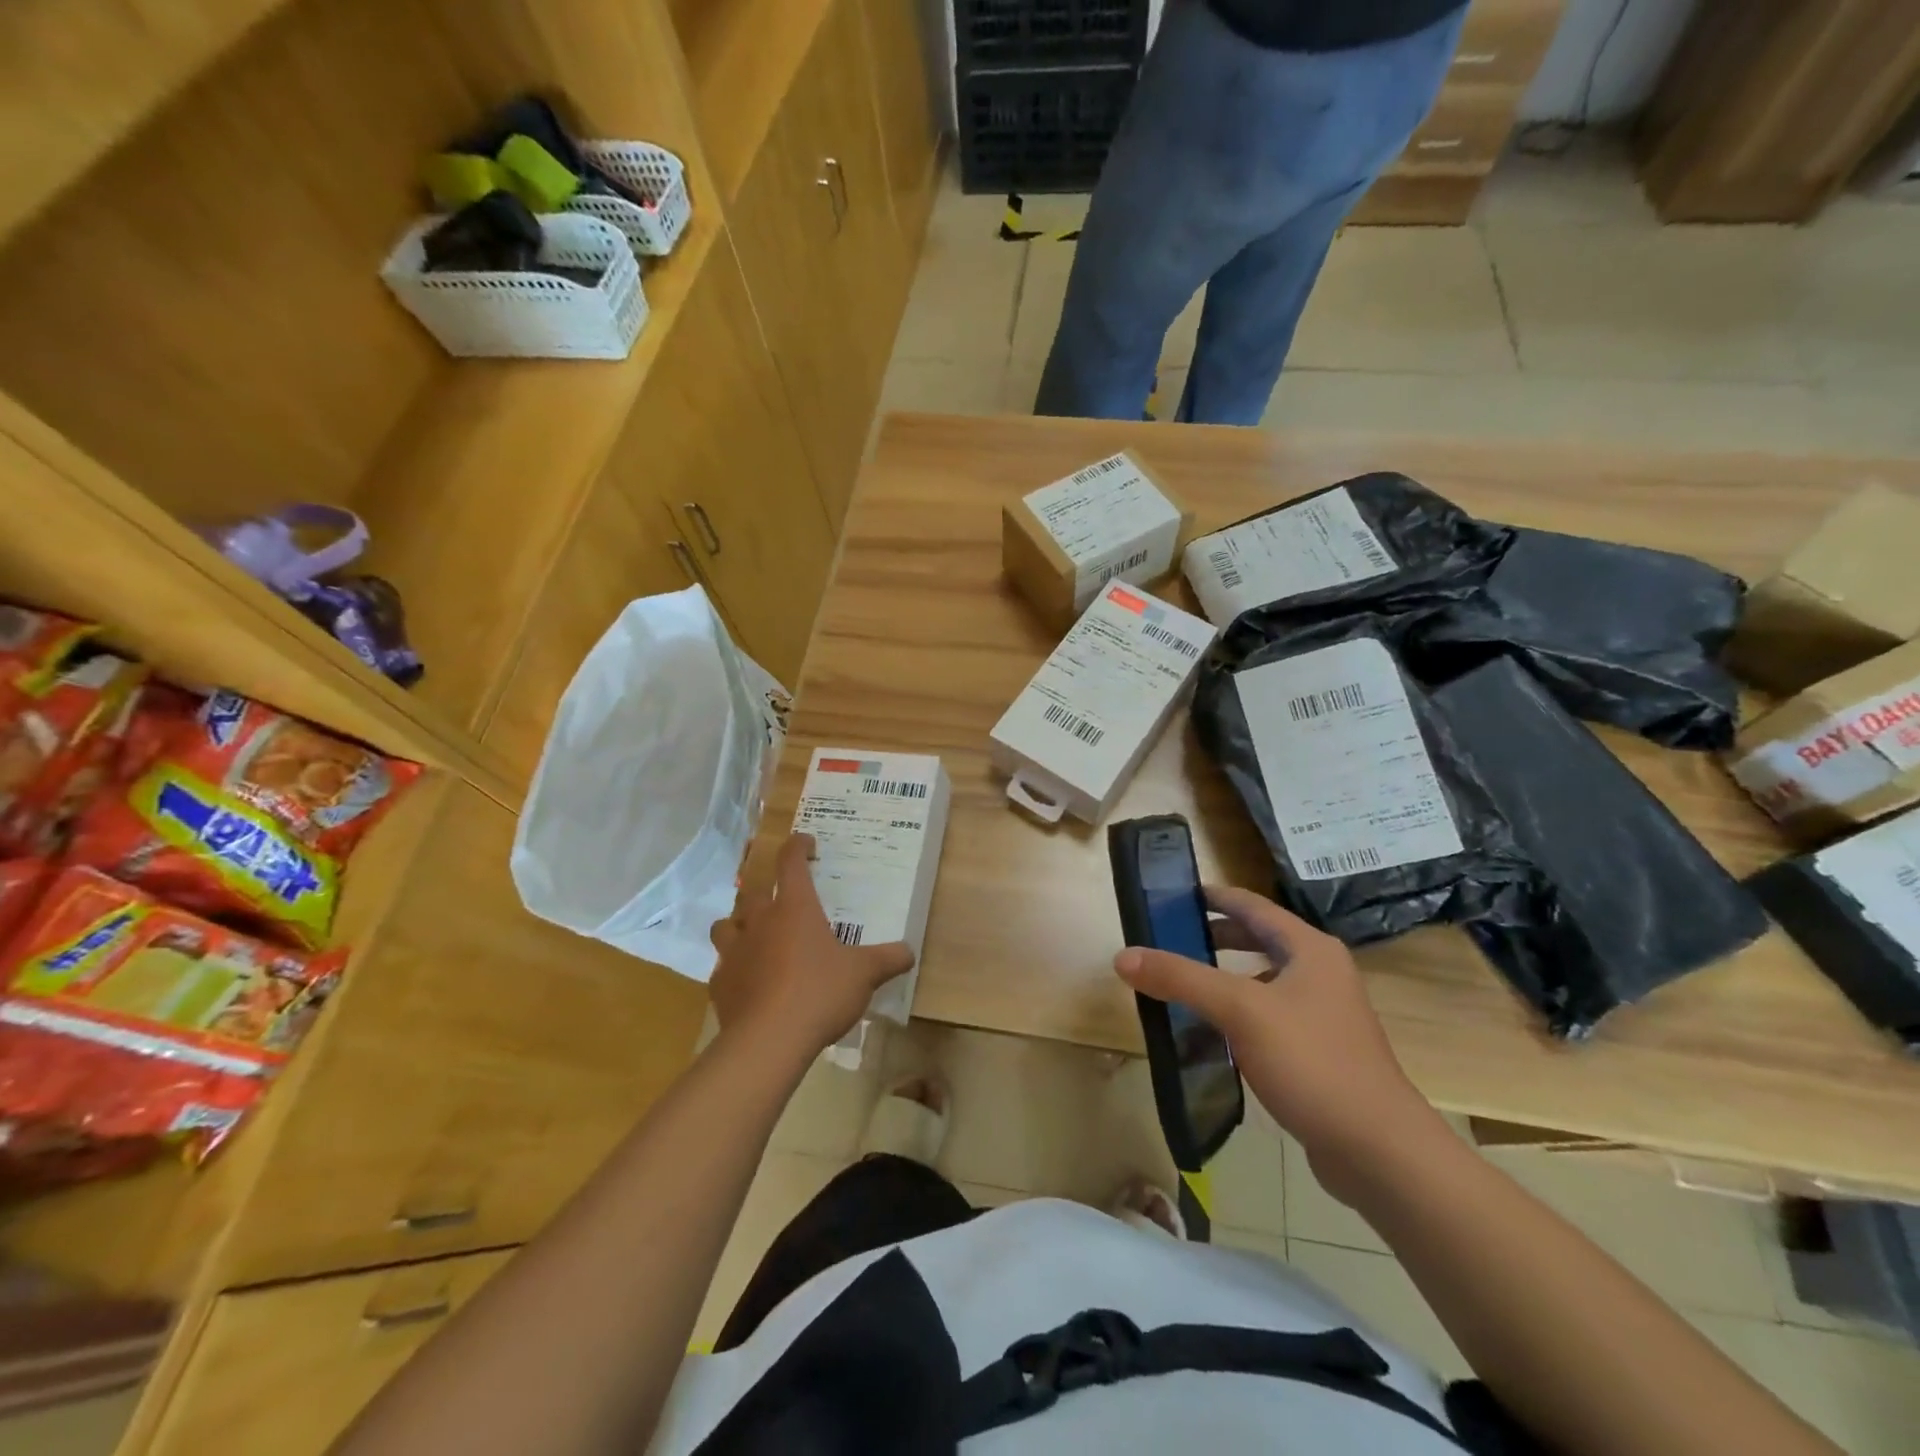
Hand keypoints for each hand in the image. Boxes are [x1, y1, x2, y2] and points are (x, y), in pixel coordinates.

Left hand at [709, 834, 914, 1059]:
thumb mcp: (864, 974)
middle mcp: (760, 921)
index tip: (805, 841)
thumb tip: (909, 952)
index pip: (790, 862)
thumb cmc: (819, 992)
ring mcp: (734, 952)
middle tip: (780, 899)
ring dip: (738, 924)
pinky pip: (722, 966)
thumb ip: (888, 959)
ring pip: (726, 924)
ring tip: (755, 936)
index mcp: (794, 908)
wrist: (769, 1041)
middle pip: (752, 891)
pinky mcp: (720, 984)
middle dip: (764, 890)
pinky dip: (734, 967)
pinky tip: (748, 981)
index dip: (797, 846)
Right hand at [1114, 885, 1444, 1206]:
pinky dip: (1238, 1012)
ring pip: (1262, 979)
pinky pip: (1268, 1015)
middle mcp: (1320, 972)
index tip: (1173, 894)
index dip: (1213, 896)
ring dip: (1224, 976)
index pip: (1252, 905)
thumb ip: (1181, 978)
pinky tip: (1211, 1032)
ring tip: (1182, 982)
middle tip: (1168, 937)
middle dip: (1214, 935)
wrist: (1379, 1150)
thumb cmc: (1311, 1062)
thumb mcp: (1239, 1010)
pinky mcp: (1320, 1050)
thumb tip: (1123, 956)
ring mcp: (1323, 1013)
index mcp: (1309, 949)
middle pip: (1258, 939)